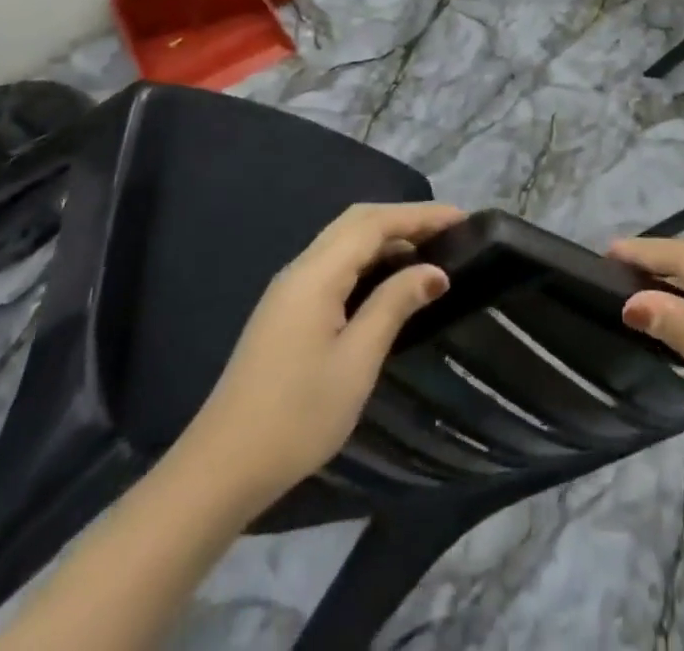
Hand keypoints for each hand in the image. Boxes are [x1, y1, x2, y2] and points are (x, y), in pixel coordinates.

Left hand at [188, 202, 464, 511]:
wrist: (221, 469)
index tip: (462, 218)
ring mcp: (289, 290)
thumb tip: (434, 271)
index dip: (419, 215)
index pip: (374, 223)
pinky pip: (334, 265)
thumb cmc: (297, 415)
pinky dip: (367, 259)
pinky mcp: (286, 311)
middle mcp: (300, 269)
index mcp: (316, 273)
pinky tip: (388, 281)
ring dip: (385, 238)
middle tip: (448, 230)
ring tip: (428, 251)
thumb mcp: (357, 360)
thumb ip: (394, 305)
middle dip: (403, 219)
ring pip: (343, 242)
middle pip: (357, 222)